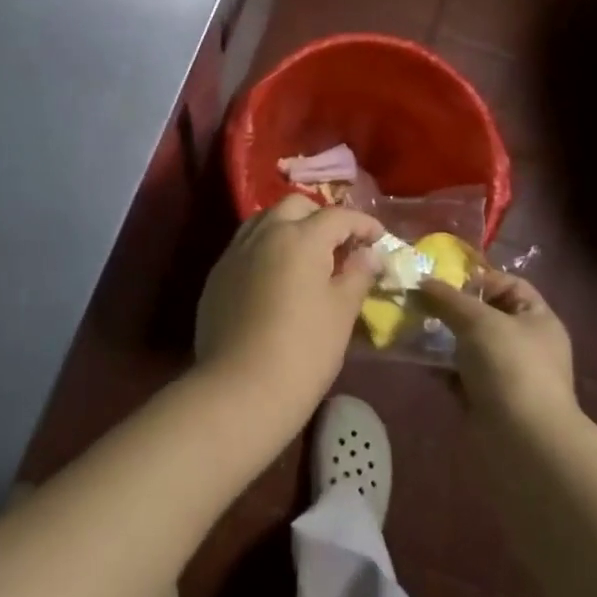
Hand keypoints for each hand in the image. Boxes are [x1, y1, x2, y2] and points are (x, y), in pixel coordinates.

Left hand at [195, 195, 381, 421]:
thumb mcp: (342, 312)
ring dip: (290, 227)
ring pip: (266, 219)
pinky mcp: (218, 274)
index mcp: (301, 236)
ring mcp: (236, 251)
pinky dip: (266, 248)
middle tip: (339, 245)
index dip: (363, 224)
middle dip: (321, 217)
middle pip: (296, 205)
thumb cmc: (303, 350)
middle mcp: (265, 232)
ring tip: (306, 256)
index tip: (379, 238)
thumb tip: (368, 254)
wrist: (240, 390)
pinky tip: (275, 277)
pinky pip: (246, 245)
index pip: (338, 216)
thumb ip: (357, 274)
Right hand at [421, 268, 576, 426]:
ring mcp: (508, 375)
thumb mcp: (477, 319)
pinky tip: (419, 359)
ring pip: (469, 345)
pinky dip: (442, 367)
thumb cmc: (509, 366)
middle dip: (453, 309)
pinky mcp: (488, 401)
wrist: (523, 442)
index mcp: (537, 319)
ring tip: (414, 328)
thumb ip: (447, 298)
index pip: (508, 284)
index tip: (445, 283)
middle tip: (421, 303)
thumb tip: (422, 283)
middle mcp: (526, 344)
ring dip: (443, 337)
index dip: (478, 279)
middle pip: (485, 314)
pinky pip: (461, 374)